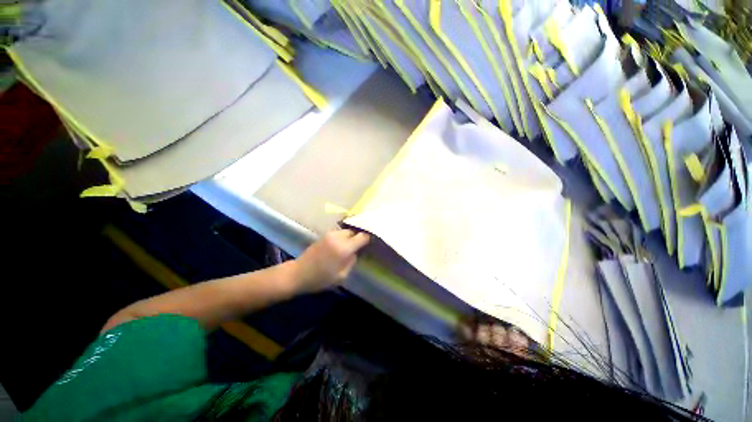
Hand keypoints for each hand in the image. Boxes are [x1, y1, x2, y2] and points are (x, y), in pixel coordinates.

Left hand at [290, 229, 369, 293]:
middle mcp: (338, 237)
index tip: (370, 243)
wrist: (298, 274)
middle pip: (354, 232)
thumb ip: (352, 261)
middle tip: (359, 247)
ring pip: (346, 231)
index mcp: (344, 248)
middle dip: (357, 238)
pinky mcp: (324, 235)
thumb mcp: (342, 276)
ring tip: (349, 246)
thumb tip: (355, 252)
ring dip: (349, 237)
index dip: (368, 239)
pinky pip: (338, 233)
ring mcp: (330, 234)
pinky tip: (340, 246)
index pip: (362, 236)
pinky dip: (342, 237)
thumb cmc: (321, 278)